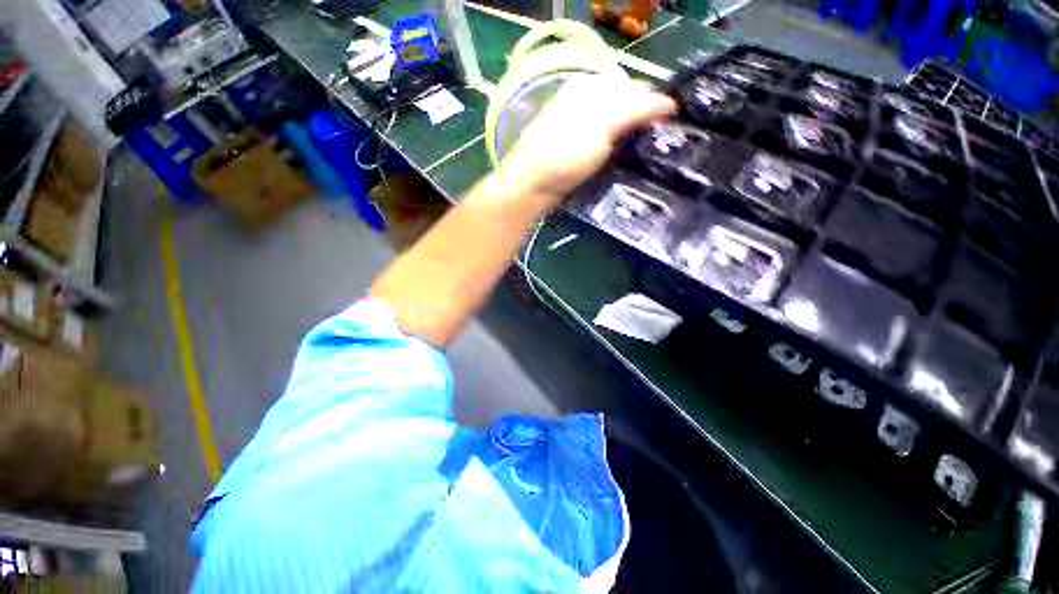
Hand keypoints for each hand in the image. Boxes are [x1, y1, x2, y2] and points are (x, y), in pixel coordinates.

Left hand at [500, 75, 676, 203]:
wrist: (531, 185)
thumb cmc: (565, 153)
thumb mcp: (602, 126)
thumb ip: (634, 110)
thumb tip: (666, 102)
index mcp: (590, 89)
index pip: (631, 88)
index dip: (652, 102)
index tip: (671, 119)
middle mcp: (582, 104)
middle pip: (621, 105)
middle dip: (642, 117)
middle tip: (660, 137)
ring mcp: (575, 129)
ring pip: (611, 125)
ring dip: (629, 134)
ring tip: (645, 149)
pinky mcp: (571, 150)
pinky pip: (600, 142)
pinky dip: (614, 147)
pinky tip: (621, 157)